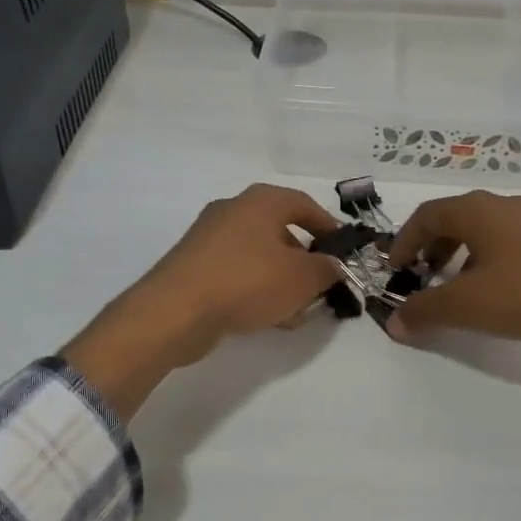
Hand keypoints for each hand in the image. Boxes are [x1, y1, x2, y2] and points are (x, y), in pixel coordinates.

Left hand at [63, 185, 343, 417]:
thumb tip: (333, 265)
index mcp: (261, 201)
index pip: (305, 205)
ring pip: (259, 256)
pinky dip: (256, 290)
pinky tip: (269, 319)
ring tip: (297, 312)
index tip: (343, 251)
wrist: (177, 310)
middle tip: (320, 286)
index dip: (328, 227)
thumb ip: (326, 270)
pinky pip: (237, 274)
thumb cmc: (248, 281)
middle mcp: (233, 211)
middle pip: (280, 231)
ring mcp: (209, 239)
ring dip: (282, 280)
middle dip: (304, 260)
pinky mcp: (194, 266)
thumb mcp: (303, 278)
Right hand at [385, 191, 520, 346]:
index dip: (404, 241)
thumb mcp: (467, 305)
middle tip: (422, 276)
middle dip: (431, 247)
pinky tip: (495, 287)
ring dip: (459, 253)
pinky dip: (486, 258)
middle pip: (453, 219)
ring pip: (482, 229)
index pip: (426, 215)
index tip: (395, 269)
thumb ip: (425, 311)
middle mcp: (502, 205)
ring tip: (456, 285)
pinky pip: (506, 240)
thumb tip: (394, 322)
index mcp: (476, 211)